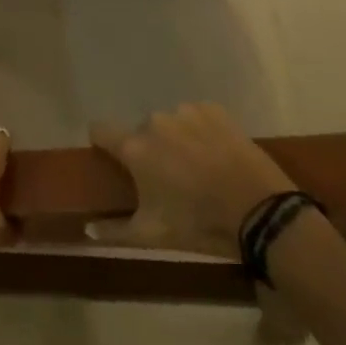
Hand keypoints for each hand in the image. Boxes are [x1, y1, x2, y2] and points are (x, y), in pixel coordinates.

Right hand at [87, 103, 292, 252]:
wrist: (259, 211)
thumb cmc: (198, 223)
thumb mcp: (153, 235)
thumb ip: (114, 231)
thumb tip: (86, 229)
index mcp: (134, 147)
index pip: (100, 130)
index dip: (103, 143)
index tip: (113, 158)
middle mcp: (154, 121)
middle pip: (141, 131)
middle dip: (150, 150)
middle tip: (169, 178)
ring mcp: (185, 111)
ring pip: (170, 123)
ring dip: (176, 139)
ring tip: (198, 167)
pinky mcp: (213, 110)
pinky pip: (197, 116)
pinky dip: (201, 131)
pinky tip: (217, 154)